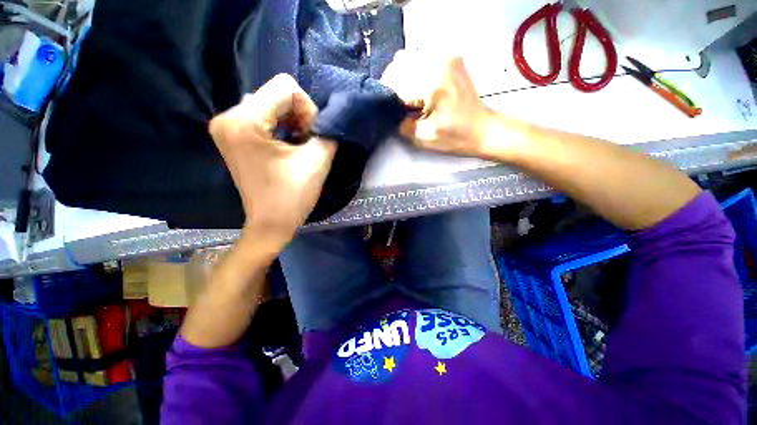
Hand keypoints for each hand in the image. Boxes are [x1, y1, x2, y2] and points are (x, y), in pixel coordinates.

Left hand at [209, 74, 335, 251]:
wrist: (270, 224)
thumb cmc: (292, 196)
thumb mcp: (317, 161)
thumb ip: (328, 131)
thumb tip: (330, 118)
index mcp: (243, 121)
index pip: (285, 87)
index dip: (308, 110)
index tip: (311, 137)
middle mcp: (227, 117)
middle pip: (276, 94)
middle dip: (299, 117)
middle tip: (306, 144)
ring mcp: (227, 127)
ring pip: (270, 105)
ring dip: (291, 122)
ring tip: (297, 147)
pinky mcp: (233, 137)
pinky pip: (263, 117)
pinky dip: (281, 127)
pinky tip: (286, 147)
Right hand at [381, 52, 495, 157]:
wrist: (482, 129)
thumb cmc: (455, 137)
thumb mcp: (423, 138)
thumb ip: (402, 125)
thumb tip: (392, 113)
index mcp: (432, 85)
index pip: (395, 83)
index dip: (388, 98)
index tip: (390, 110)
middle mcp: (438, 63)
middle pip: (399, 65)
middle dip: (393, 85)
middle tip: (398, 104)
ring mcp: (446, 57)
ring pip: (409, 58)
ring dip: (403, 77)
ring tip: (409, 96)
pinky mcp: (451, 59)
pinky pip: (422, 58)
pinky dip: (415, 72)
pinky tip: (420, 88)